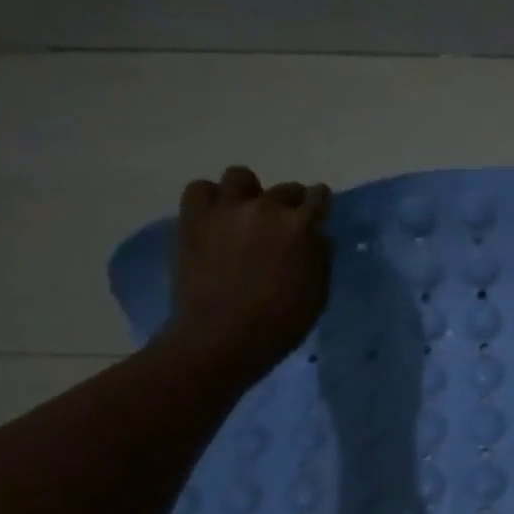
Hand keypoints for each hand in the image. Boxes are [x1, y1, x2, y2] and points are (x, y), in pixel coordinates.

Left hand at [166, 166, 331, 379]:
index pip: (318, 197)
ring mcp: (226, 209)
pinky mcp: (194, 218)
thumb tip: (315, 234)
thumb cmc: (281, 321)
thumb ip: (319, 254)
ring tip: (246, 213)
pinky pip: (201, 189)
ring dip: (249, 192)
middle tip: (282, 225)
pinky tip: (216, 218)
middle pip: (284, 189)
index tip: (317, 213)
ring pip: (240, 177)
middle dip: (289, 203)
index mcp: (301, 226)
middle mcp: (266, 207)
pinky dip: (211, 199)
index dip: (319, 204)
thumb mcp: (318, 290)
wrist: (224, 336)